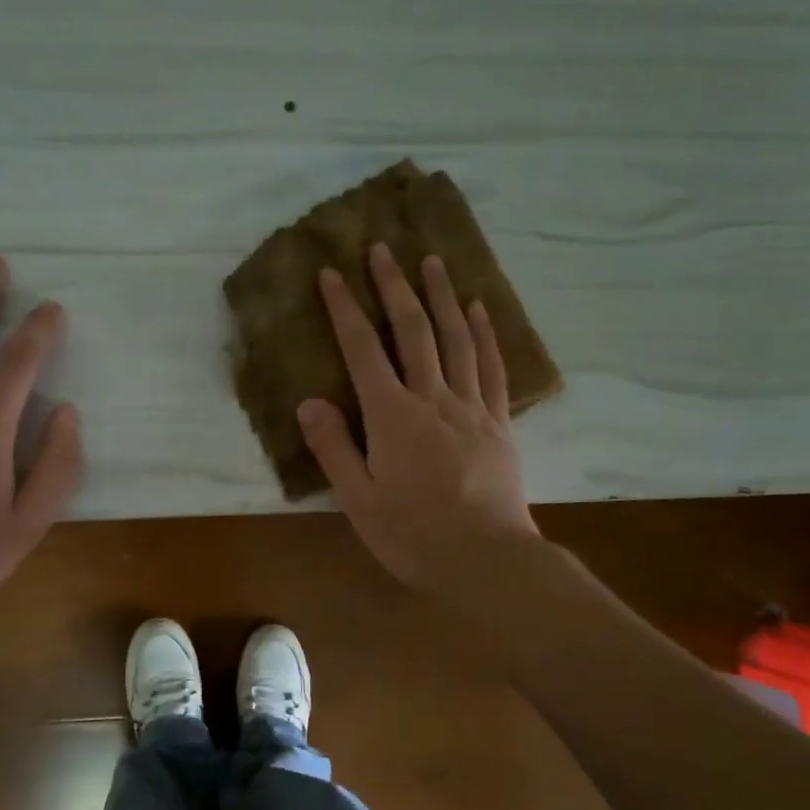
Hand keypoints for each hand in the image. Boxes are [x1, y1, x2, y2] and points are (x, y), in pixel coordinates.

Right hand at [299, 243, 539, 601]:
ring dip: (442, 296)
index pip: (363, 350)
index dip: (344, 308)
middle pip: (413, 330)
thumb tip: (309, 403)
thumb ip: (334, 448)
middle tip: (383, 248)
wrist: (487, 561)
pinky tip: (480, 309)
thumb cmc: (413, 535)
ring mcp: (472, 407)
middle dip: (394, 286)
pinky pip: (493, 367)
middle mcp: (432, 398)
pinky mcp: (499, 423)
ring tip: (433, 261)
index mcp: (392, 416)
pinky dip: (486, 334)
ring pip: (456, 338)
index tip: (332, 273)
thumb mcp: (358, 501)